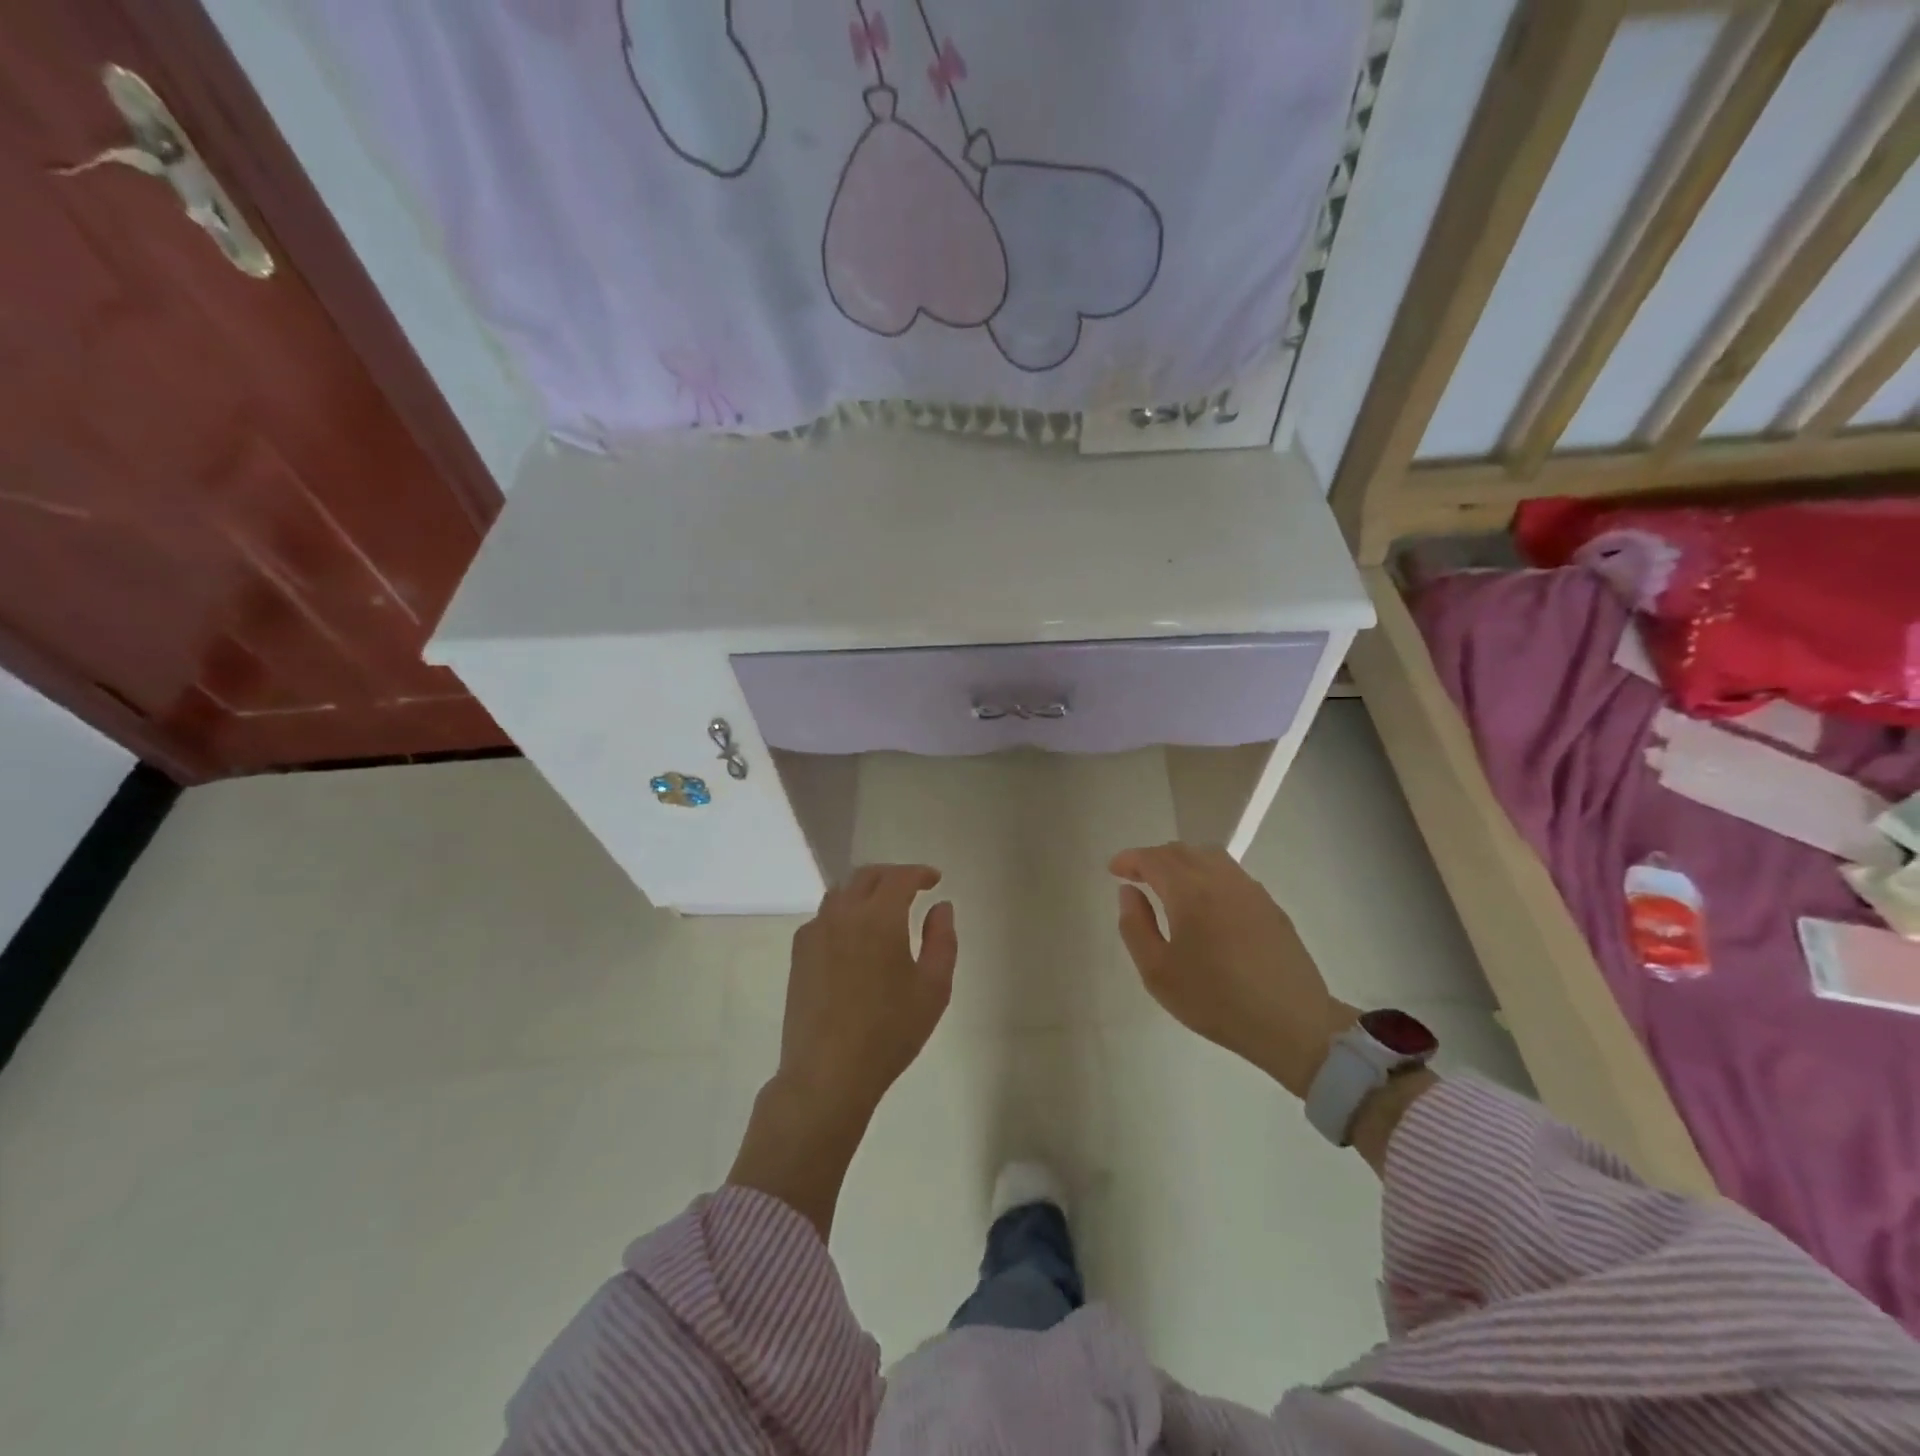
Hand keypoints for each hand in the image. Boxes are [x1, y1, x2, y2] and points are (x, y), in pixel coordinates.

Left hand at [778, 864, 957, 1119]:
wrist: (827, 1073)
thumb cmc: (889, 1032)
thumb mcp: (933, 988)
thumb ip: (942, 940)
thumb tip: (941, 907)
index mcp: (879, 918)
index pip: (899, 877)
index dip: (919, 873)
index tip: (934, 880)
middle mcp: (843, 914)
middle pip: (866, 876)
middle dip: (892, 876)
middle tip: (912, 888)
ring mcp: (816, 932)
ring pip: (841, 892)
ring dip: (865, 890)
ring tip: (883, 907)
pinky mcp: (800, 953)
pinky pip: (823, 916)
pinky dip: (843, 912)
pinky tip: (853, 936)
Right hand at [1111, 843, 1354, 1097]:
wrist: (1292, 1023)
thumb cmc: (1216, 1000)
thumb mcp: (1157, 973)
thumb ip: (1135, 926)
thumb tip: (1129, 891)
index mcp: (1189, 891)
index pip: (1153, 859)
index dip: (1130, 859)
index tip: (1114, 870)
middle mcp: (1220, 879)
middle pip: (1181, 851)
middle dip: (1153, 858)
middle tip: (1136, 876)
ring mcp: (1249, 889)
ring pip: (1208, 856)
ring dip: (1182, 861)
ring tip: (1168, 883)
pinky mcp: (1269, 904)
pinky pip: (1230, 873)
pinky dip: (1207, 872)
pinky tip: (1205, 900)